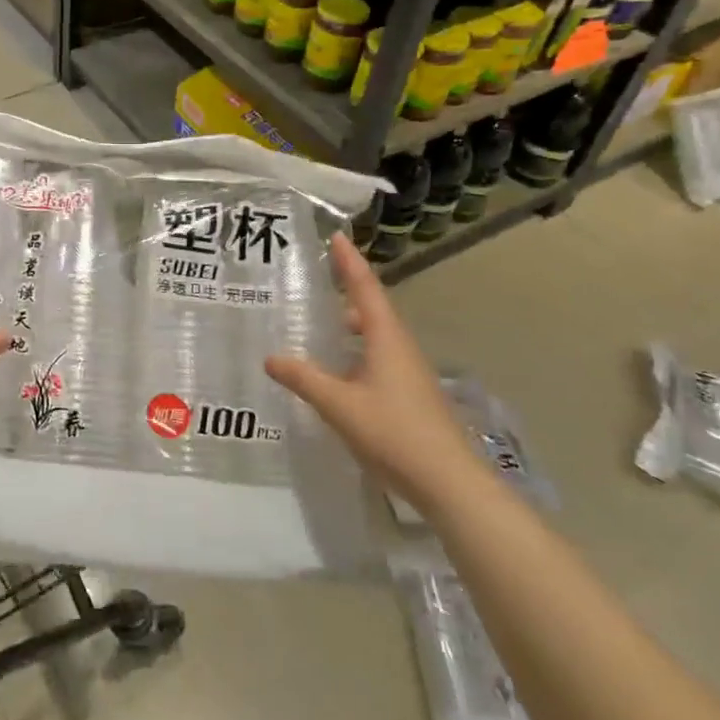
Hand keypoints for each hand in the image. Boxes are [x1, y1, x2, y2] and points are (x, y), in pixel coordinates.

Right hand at [264, 232, 481, 511]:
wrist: (449, 482)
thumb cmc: (394, 433)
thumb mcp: (339, 405)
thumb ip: (303, 379)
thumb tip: (270, 357)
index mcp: (386, 339)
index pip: (365, 288)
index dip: (349, 262)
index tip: (335, 236)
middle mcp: (400, 348)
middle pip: (372, 309)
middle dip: (347, 292)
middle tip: (316, 282)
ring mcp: (408, 373)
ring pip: (375, 336)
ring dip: (350, 324)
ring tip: (320, 324)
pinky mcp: (410, 394)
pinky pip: (377, 358)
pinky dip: (355, 351)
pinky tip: (337, 371)